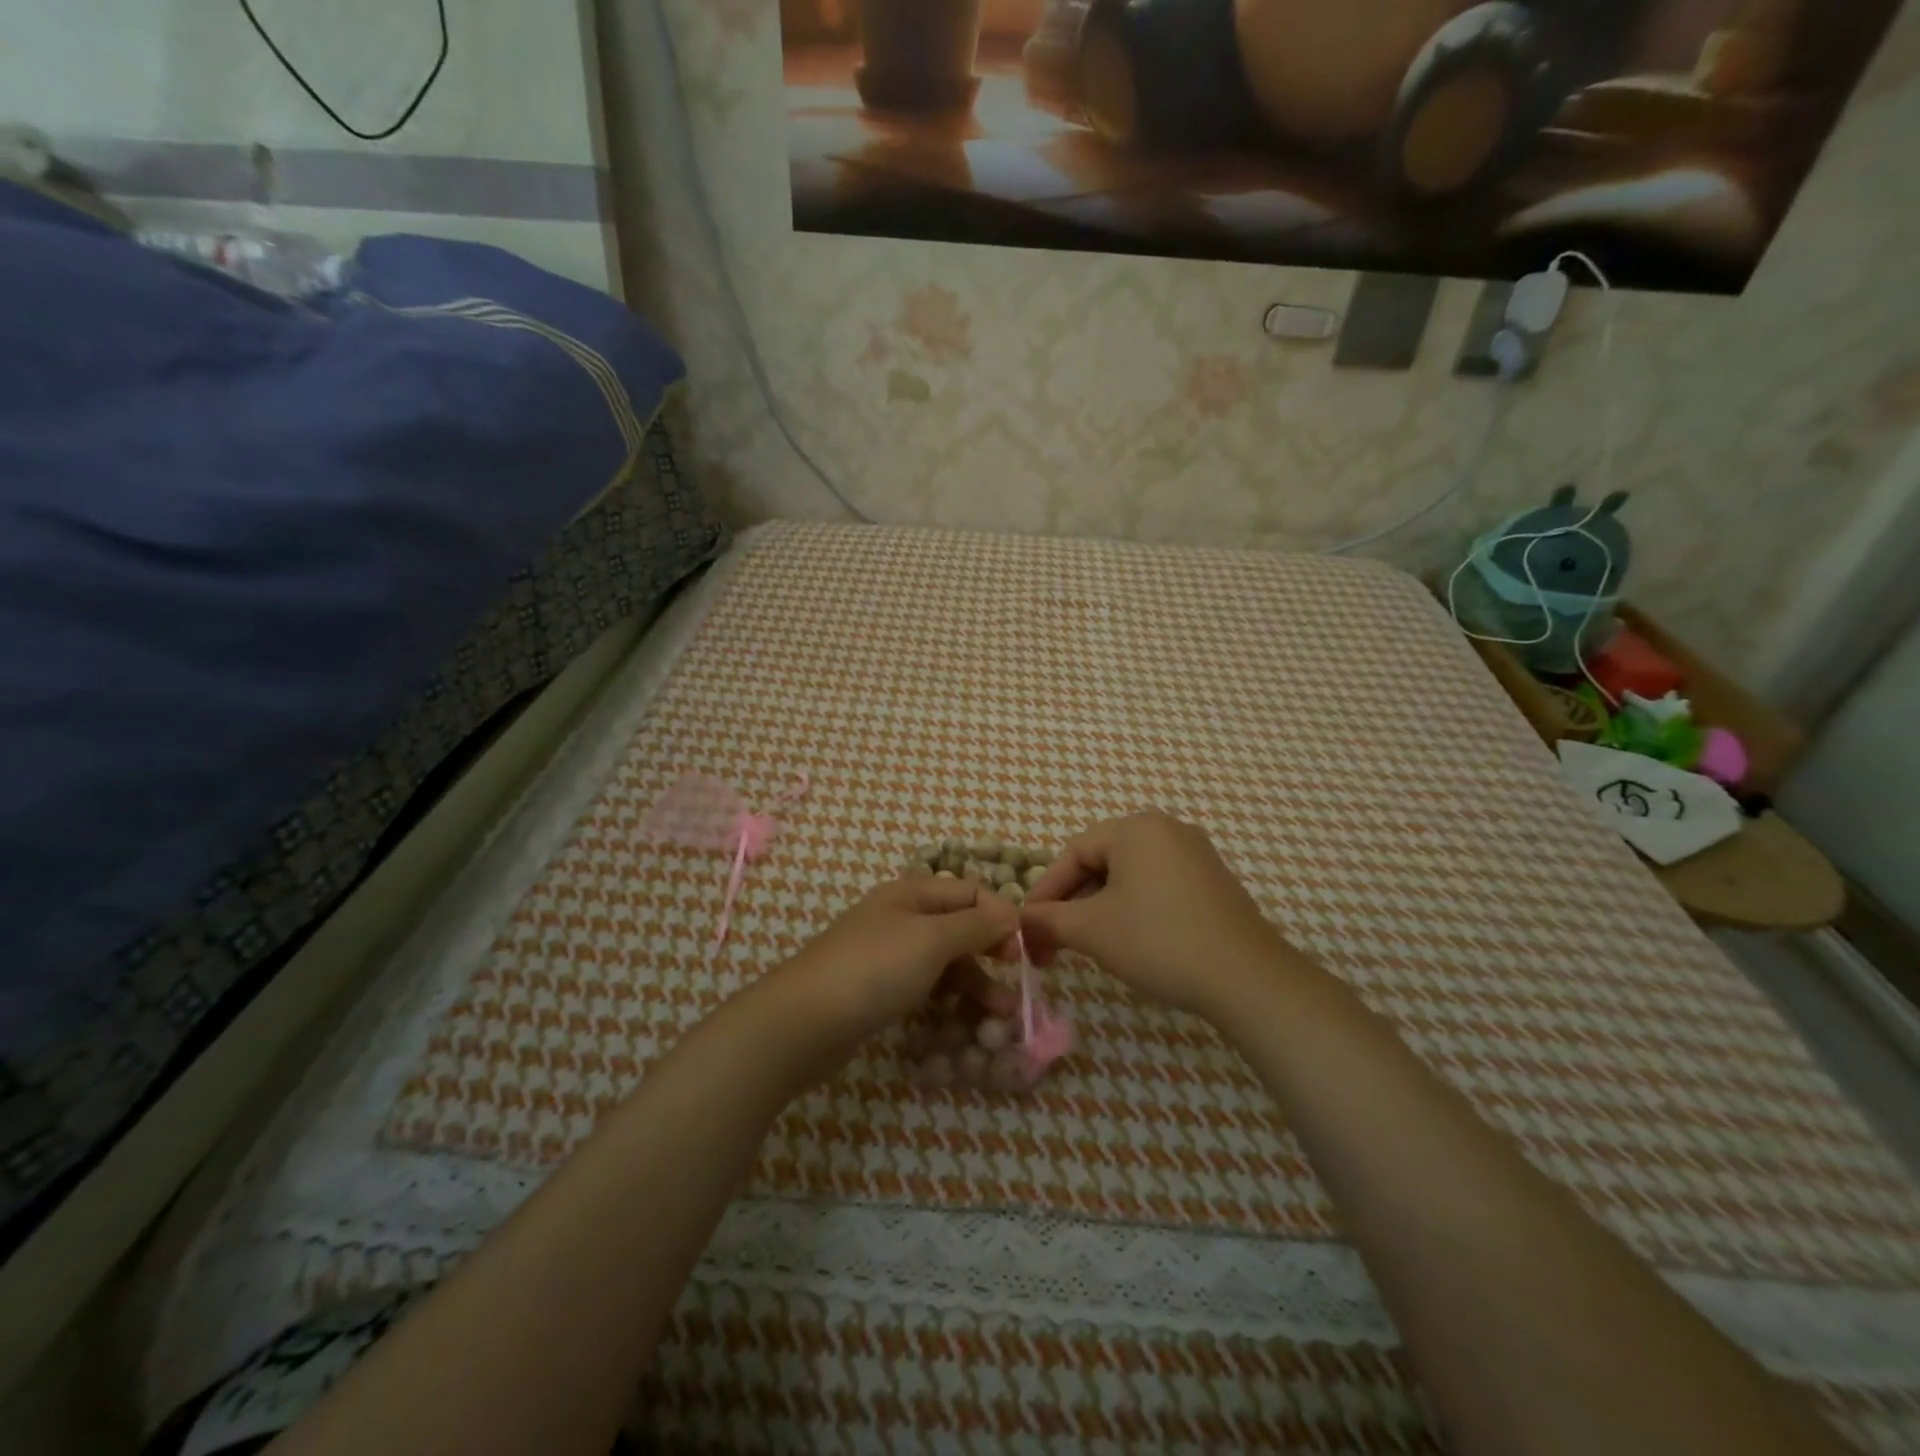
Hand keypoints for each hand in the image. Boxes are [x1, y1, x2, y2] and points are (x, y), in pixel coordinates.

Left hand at [781, 874, 1018, 1046]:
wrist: (803, 1023)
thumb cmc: (873, 970)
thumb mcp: (931, 940)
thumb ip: (975, 925)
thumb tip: (1012, 911)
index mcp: (911, 894)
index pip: (970, 892)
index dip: (1000, 916)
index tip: (1022, 950)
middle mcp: (901, 918)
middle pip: (959, 928)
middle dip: (990, 955)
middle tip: (1016, 987)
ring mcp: (889, 956)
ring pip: (945, 963)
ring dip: (975, 985)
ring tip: (998, 1018)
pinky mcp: (880, 991)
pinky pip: (926, 988)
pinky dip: (948, 1001)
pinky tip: (963, 1022)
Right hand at [1020, 810, 1291, 1018]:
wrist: (1246, 978)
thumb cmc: (1158, 941)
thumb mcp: (1092, 931)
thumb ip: (1048, 920)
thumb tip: (1019, 922)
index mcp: (1135, 828)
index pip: (1073, 852)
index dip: (1046, 891)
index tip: (1028, 926)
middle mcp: (1167, 829)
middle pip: (1101, 861)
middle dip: (1073, 902)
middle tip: (1055, 940)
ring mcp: (1195, 854)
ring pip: (1129, 876)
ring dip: (1101, 908)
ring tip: (1088, 944)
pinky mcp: (1213, 881)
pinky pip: (1158, 885)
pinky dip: (1134, 909)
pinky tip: (1130, 941)